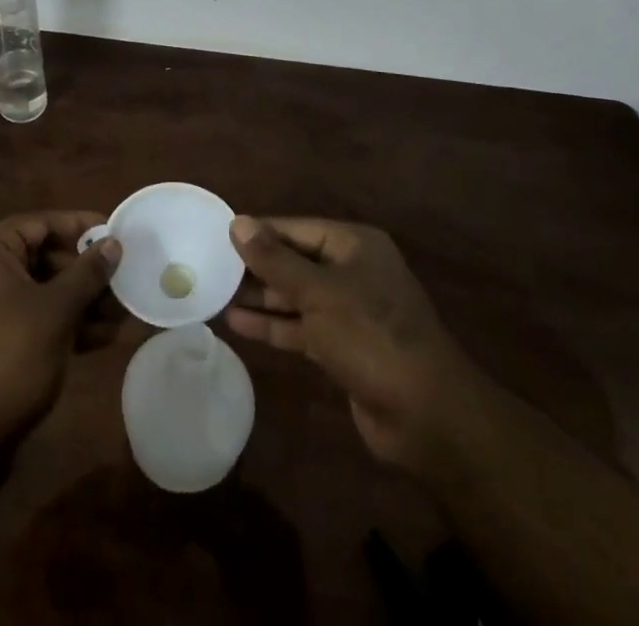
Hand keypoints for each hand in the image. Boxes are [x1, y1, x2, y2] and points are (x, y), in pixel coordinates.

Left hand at [0, 212, 123, 445]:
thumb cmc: (10, 356)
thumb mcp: (57, 310)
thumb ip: (87, 273)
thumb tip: (113, 244)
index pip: (40, 223)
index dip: (80, 227)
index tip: (114, 233)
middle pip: (42, 257)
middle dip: (85, 272)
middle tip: (122, 279)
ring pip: (42, 290)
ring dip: (80, 301)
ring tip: (120, 313)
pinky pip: (33, 316)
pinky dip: (63, 323)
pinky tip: (101, 338)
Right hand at [225, 216, 471, 472]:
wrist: (427, 416)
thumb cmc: (372, 336)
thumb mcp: (319, 293)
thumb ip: (275, 260)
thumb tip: (238, 223)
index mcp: (355, 245)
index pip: (296, 228)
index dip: (259, 232)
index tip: (218, 235)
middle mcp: (352, 271)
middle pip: (296, 261)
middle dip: (257, 266)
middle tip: (211, 267)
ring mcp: (350, 311)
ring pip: (296, 296)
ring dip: (261, 297)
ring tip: (216, 294)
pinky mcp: (344, 348)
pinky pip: (302, 327)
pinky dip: (274, 325)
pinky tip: (239, 324)